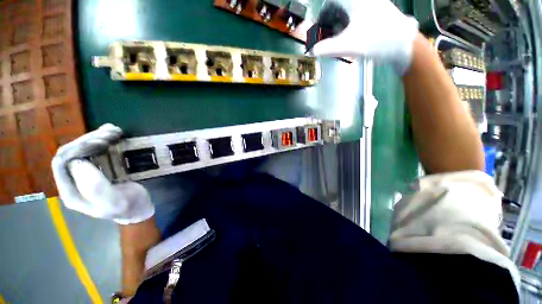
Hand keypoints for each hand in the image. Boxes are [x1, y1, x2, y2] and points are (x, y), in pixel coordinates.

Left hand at [51, 124, 154, 224]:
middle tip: (112, 133)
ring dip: (96, 137)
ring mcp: (84, 174)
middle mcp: (73, 181)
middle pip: (71, 152)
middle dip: (89, 140)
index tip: (101, 143)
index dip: (77, 148)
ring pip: (81, 149)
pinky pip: (93, 150)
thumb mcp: (113, 201)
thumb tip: (78, 161)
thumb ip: (95, 187)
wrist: (139, 208)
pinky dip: (101, 139)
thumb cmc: (128, 206)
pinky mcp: (97, 169)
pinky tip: (112, 133)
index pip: (61, 163)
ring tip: (115, 131)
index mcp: (71, 191)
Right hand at [311, 0, 418, 74]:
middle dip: (332, 21)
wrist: (404, 43)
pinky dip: (353, 24)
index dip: (322, 16)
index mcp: (353, 1)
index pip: (330, 3)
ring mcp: (374, 4)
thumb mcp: (346, 46)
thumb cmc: (374, 41)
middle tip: (329, 36)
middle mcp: (363, 0)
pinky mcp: (381, 12)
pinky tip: (354, 36)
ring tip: (340, 38)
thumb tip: (312, 50)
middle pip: (340, 7)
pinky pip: (361, 14)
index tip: (319, 30)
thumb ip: (326, 48)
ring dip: (342, 23)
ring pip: (351, 10)